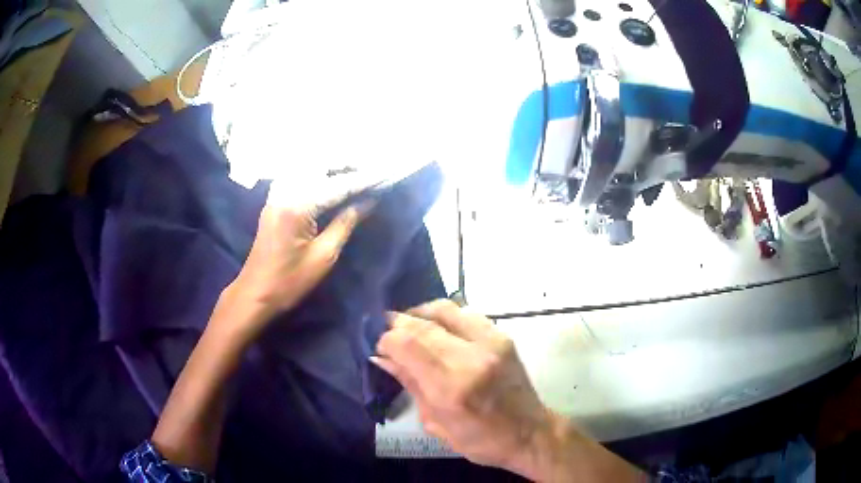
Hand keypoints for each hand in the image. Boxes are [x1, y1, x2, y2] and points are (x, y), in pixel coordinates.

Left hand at [220, 181, 365, 343]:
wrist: (255, 293)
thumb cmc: (290, 281)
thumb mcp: (324, 256)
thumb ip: (346, 223)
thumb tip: (368, 201)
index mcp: (298, 205)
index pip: (337, 185)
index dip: (363, 181)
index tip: (385, 176)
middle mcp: (285, 191)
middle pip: (320, 167)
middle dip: (347, 166)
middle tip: (372, 171)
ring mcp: (277, 194)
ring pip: (308, 168)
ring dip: (332, 168)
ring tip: (356, 173)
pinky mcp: (274, 200)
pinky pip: (299, 177)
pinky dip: (317, 175)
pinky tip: (330, 181)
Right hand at [373, 300, 549, 471]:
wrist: (529, 433)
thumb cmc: (480, 440)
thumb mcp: (436, 423)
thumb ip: (410, 384)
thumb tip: (382, 357)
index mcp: (451, 388)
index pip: (406, 344)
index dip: (386, 339)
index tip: (379, 347)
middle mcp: (470, 358)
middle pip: (422, 324)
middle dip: (398, 324)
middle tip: (388, 331)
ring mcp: (490, 343)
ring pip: (444, 309)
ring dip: (420, 314)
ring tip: (410, 326)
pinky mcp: (503, 336)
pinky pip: (466, 313)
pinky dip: (444, 315)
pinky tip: (438, 328)